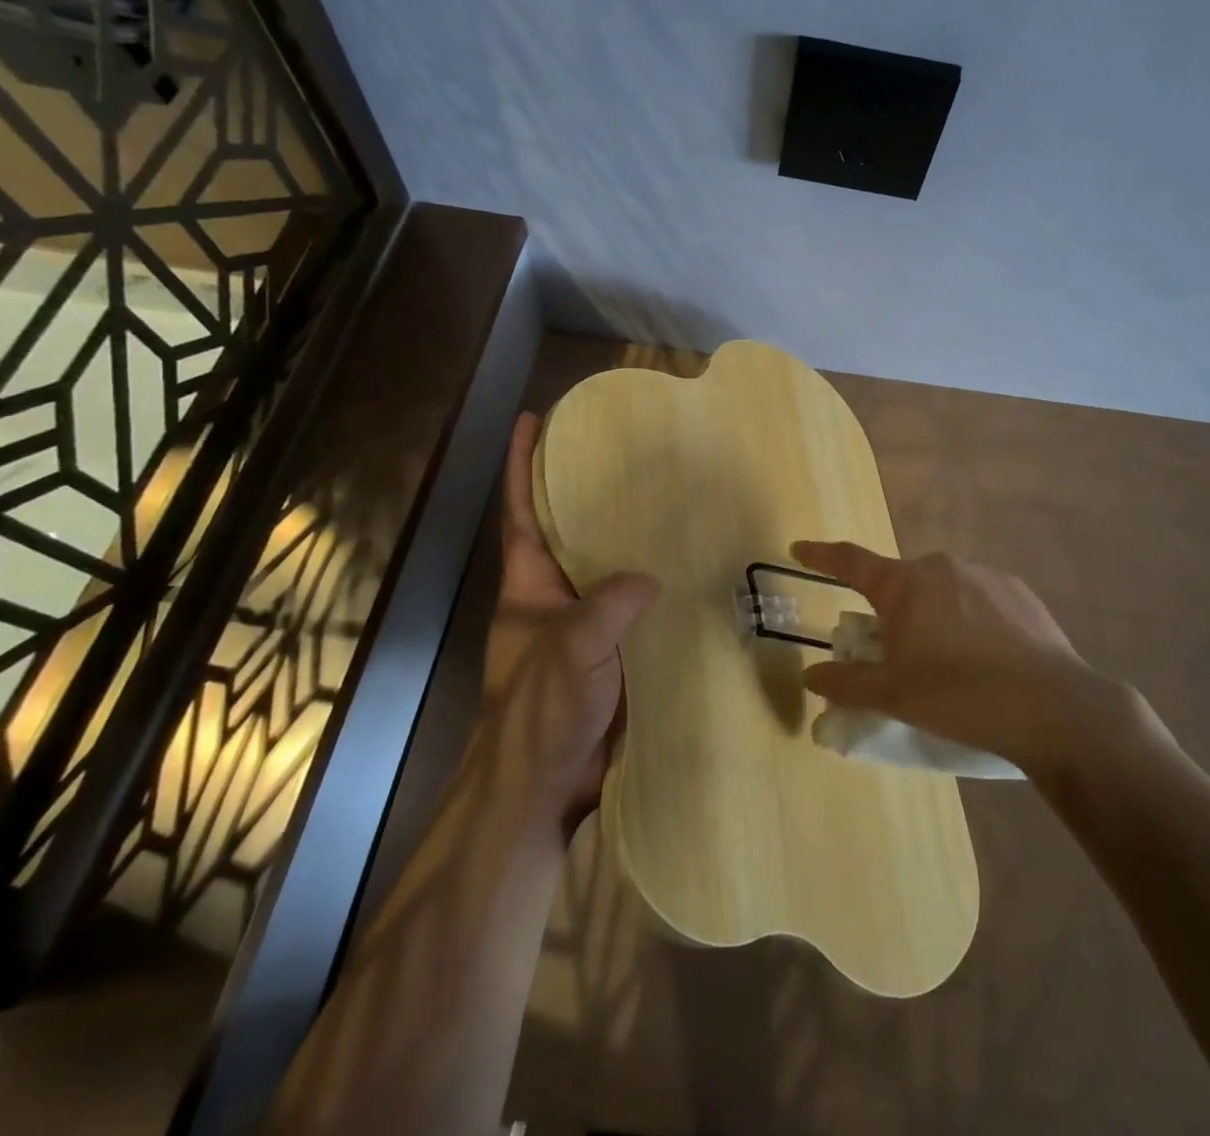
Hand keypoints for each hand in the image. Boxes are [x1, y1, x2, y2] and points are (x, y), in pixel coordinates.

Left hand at [482, 413, 657, 829]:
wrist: (543, 789)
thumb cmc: (538, 713)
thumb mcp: (568, 651)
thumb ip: (605, 607)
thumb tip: (649, 577)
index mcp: (527, 586)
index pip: (520, 511)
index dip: (522, 465)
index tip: (533, 421)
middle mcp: (553, 596)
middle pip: (566, 530)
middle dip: (585, 490)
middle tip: (626, 452)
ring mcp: (582, 624)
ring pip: (606, 566)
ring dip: (628, 536)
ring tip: (668, 498)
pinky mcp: (612, 652)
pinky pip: (634, 605)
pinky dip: (655, 584)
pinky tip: (689, 569)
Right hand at [792, 541, 1152, 778]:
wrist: (1053, 708)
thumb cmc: (959, 697)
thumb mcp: (894, 696)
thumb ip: (846, 684)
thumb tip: (810, 676)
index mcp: (904, 585)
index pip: (850, 561)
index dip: (820, 555)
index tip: (799, 547)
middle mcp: (941, 567)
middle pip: (900, 584)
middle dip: (889, 612)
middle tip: (895, 655)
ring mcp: (984, 574)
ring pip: (941, 591)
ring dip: (932, 616)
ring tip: (948, 664)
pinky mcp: (1018, 591)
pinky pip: (978, 599)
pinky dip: (969, 620)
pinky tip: (986, 658)